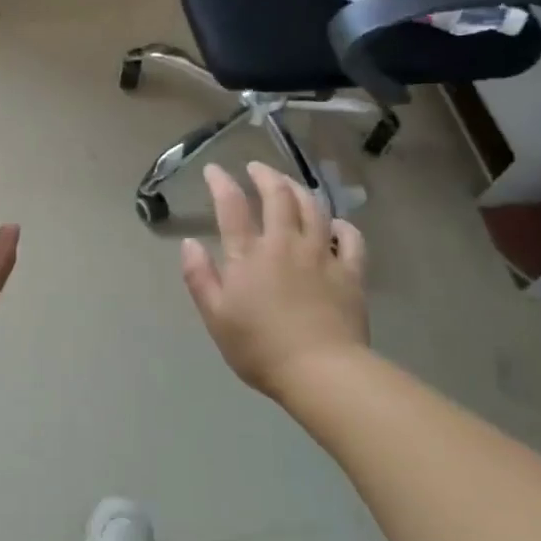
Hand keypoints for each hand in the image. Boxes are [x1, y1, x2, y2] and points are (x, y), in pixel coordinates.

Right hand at [180, 162, 368, 398]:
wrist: (321, 372)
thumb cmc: (259, 348)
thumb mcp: (216, 317)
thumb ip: (199, 277)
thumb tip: (189, 243)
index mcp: (249, 255)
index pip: (232, 206)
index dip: (221, 182)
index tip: (214, 169)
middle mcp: (285, 244)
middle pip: (278, 196)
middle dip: (265, 175)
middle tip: (256, 167)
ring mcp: (322, 255)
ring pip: (313, 209)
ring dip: (299, 190)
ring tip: (290, 184)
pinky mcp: (351, 273)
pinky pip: (351, 239)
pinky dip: (342, 225)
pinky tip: (336, 223)